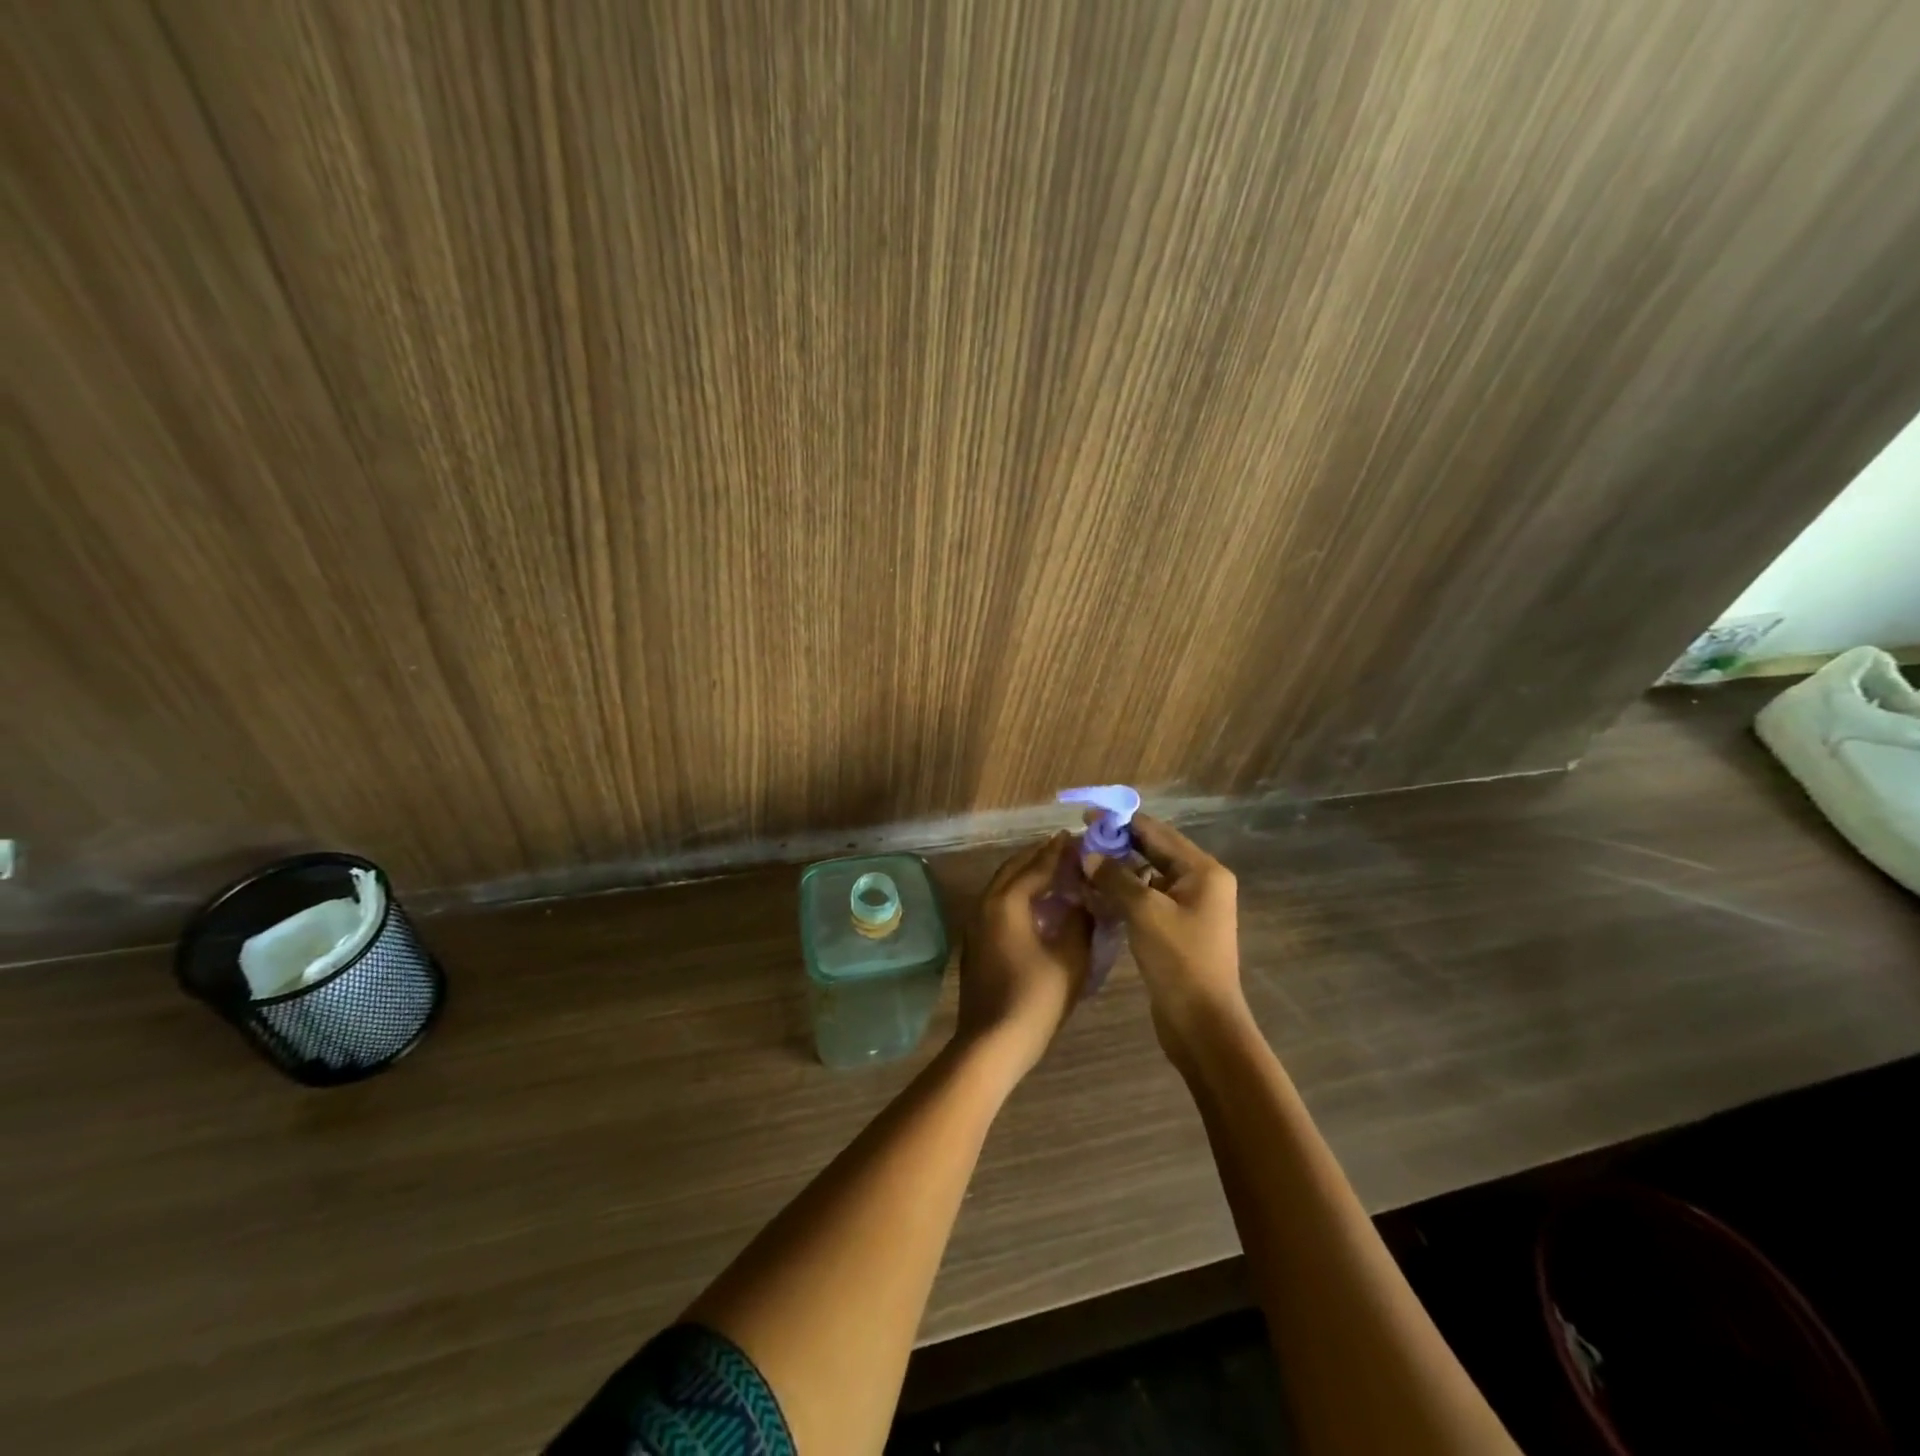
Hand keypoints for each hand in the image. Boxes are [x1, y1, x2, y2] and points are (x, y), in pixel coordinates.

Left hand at [956, 833, 1090, 1078]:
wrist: (991, 1044)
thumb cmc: (1034, 999)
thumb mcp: (1070, 959)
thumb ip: (1080, 923)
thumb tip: (1086, 902)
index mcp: (1007, 902)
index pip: (1036, 866)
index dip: (1059, 852)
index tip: (1078, 838)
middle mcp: (986, 904)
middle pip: (1013, 869)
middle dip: (1039, 857)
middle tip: (1066, 850)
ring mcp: (976, 924)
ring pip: (1002, 886)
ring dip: (1026, 874)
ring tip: (1054, 872)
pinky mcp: (975, 942)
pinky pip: (997, 903)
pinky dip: (1017, 894)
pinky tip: (1037, 905)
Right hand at [1089, 816, 1244, 1053]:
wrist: (1203, 1024)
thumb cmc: (1179, 961)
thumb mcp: (1145, 912)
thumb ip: (1115, 878)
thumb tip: (1088, 854)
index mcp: (1203, 871)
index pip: (1157, 832)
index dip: (1121, 822)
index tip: (1086, 816)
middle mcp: (1201, 882)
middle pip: (1154, 851)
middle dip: (1118, 844)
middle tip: (1080, 840)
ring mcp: (1191, 906)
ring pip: (1148, 876)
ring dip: (1118, 869)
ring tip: (1083, 864)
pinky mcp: (1177, 928)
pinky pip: (1148, 899)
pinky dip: (1124, 893)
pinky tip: (1097, 894)